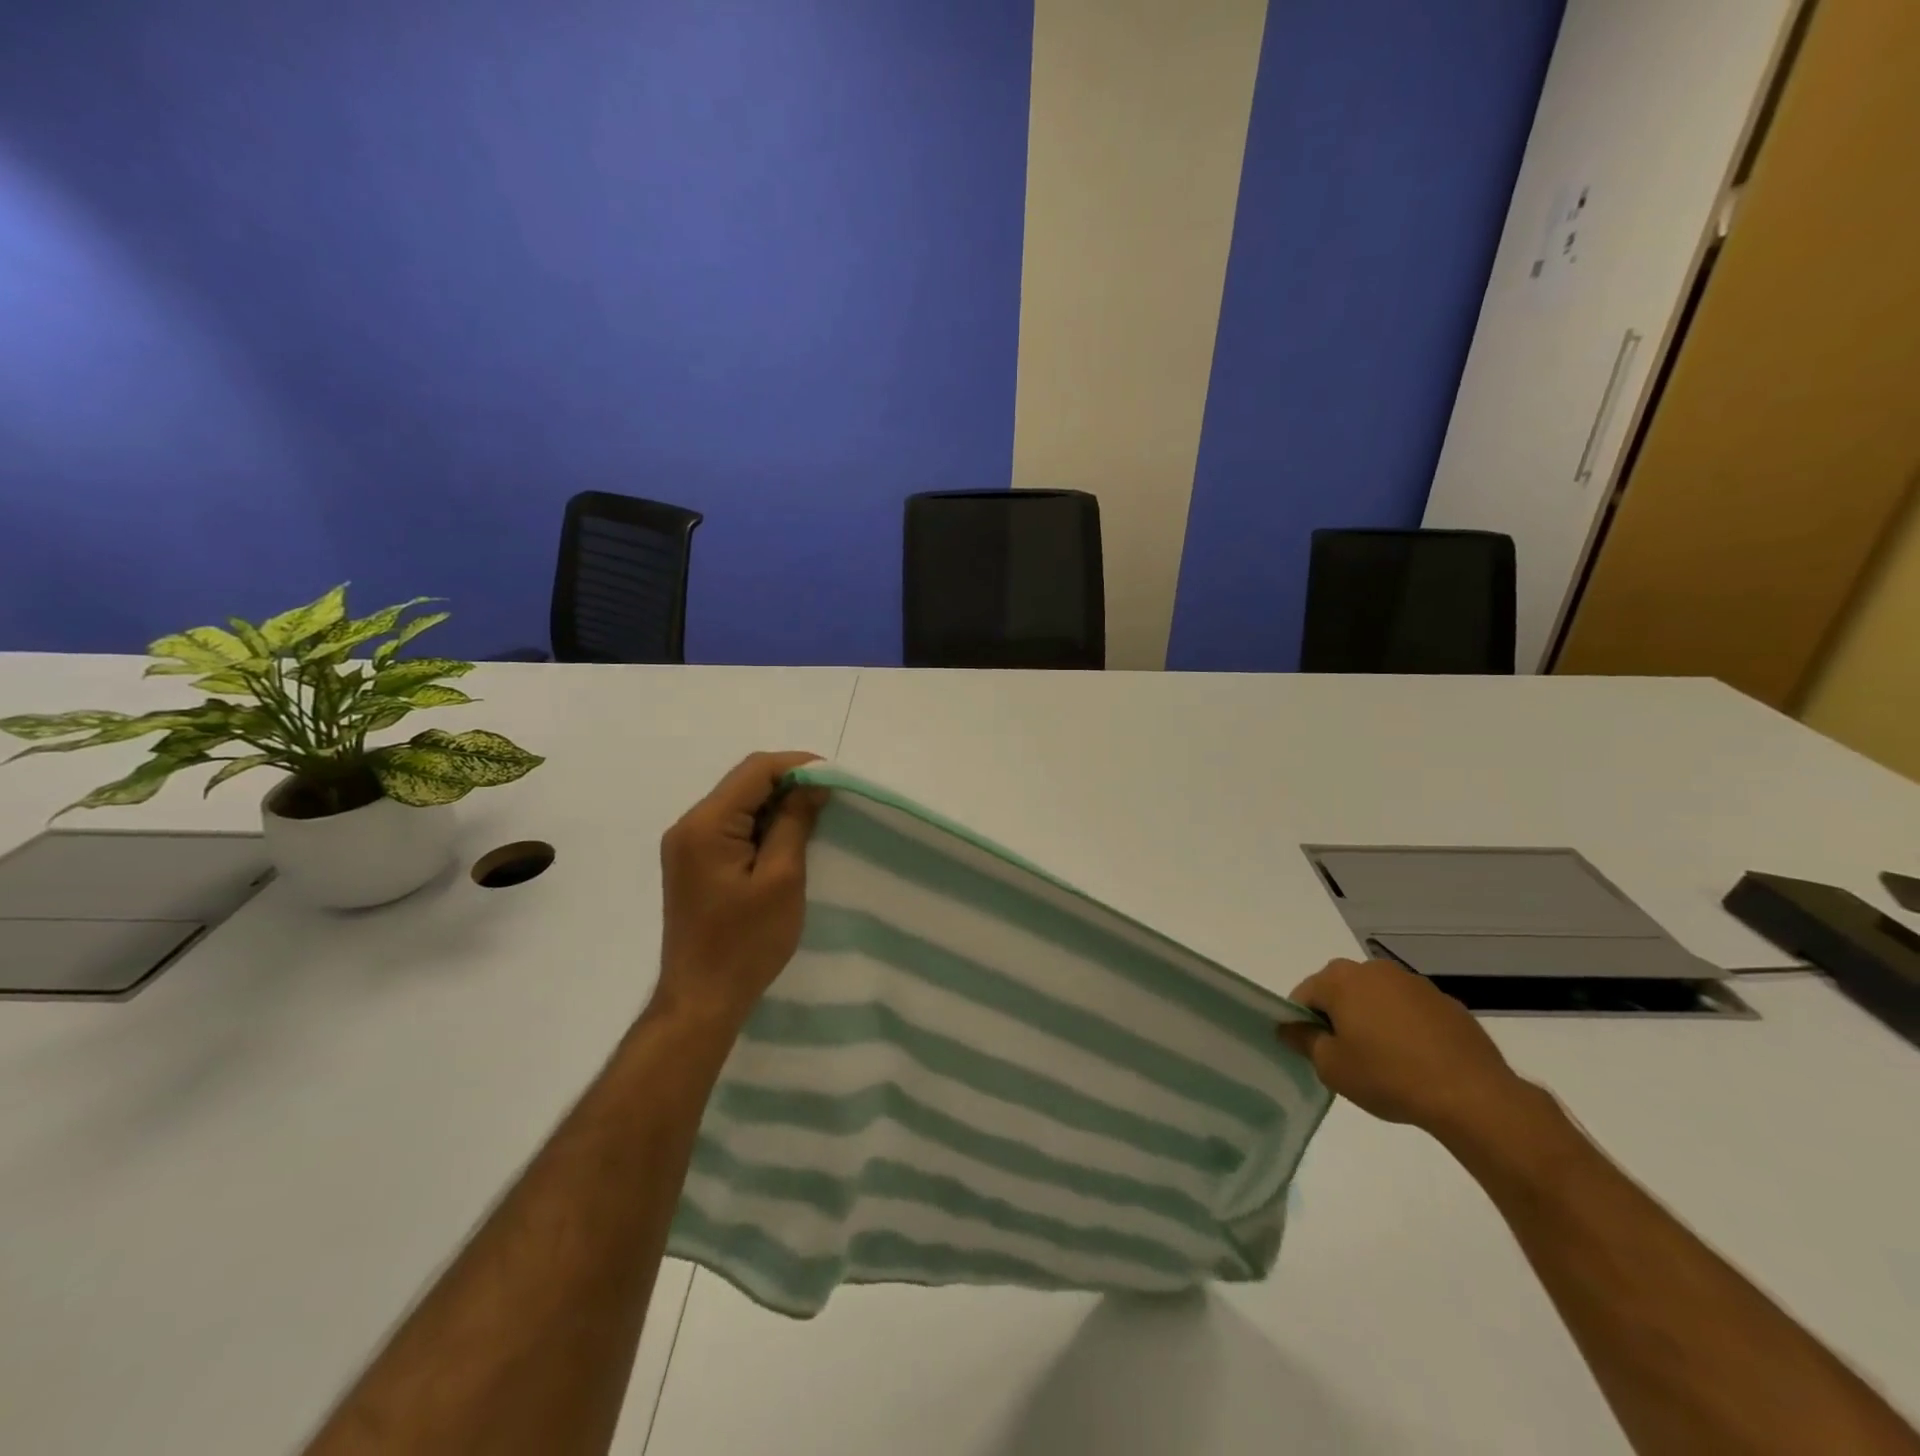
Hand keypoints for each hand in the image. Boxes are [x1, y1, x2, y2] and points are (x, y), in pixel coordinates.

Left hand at [653, 751, 824, 1030]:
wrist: (701, 1000)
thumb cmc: (745, 943)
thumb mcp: (781, 878)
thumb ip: (794, 822)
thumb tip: (812, 783)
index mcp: (706, 825)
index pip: (755, 771)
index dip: (798, 766)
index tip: (836, 779)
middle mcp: (689, 826)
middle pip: (745, 783)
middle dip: (790, 784)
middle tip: (831, 800)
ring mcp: (687, 846)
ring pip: (740, 805)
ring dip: (778, 806)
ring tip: (817, 819)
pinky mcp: (695, 864)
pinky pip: (733, 828)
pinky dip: (763, 826)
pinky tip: (789, 840)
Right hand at [1277, 958, 1531, 1139]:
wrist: (1471, 1095)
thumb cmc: (1388, 1076)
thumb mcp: (1331, 1067)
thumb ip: (1303, 1041)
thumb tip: (1288, 1027)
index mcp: (1340, 979)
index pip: (1304, 996)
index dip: (1302, 1024)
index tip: (1314, 1052)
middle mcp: (1374, 970)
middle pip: (1340, 991)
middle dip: (1337, 1018)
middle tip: (1346, 1057)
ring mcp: (1413, 983)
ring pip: (1376, 998)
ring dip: (1371, 1020)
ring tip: (1385, 1061)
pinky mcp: (1445, 1002)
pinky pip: (1409, 1010)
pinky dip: (1404, 1027)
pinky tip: (1416, 1060)